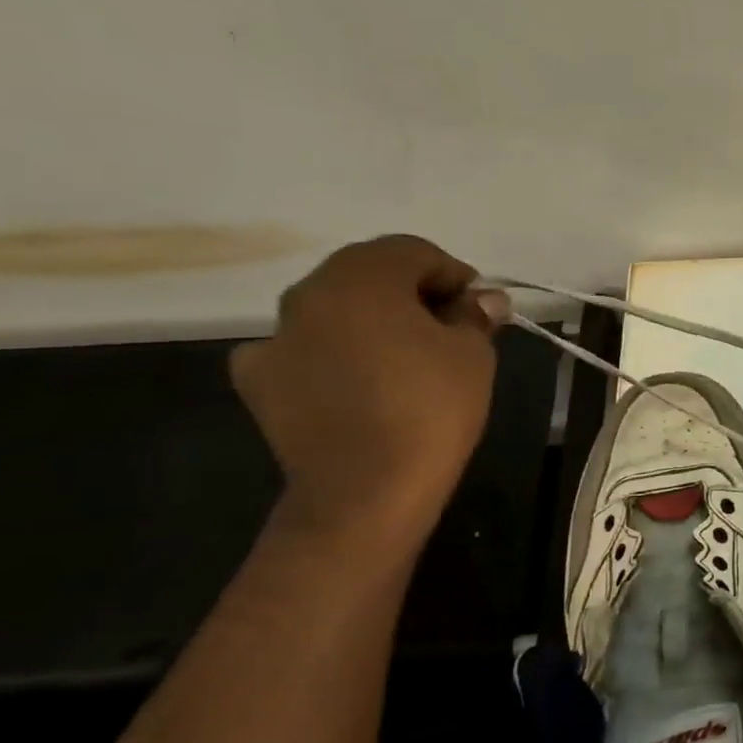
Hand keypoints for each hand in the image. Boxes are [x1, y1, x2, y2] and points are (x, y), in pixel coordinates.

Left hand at [230, 236, 508, 545]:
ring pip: (334, 310)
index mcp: (360, 279)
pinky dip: (331, 354)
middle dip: (411, 293)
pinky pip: (303, 350)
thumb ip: (474, 316)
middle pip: (367, 274)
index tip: (478, 307)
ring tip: (405, 358)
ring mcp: (275, 338)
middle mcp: (308, 295)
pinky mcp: (258, 381)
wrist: (366, 491)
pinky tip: (356, 383)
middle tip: (447, 328)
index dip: (453, 273)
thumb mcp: (472, 354)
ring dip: (371, 321)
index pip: (412, 251)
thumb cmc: (430, 408)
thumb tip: (484, 299)